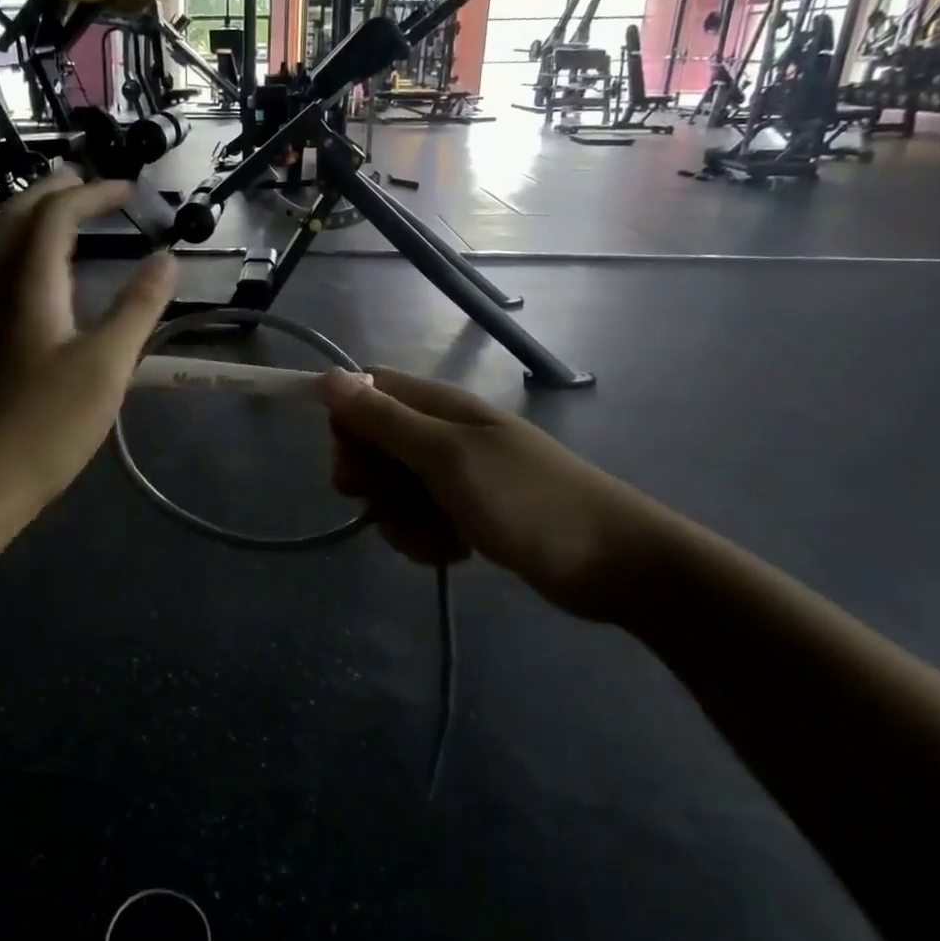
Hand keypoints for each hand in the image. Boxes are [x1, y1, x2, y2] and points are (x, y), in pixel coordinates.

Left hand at [0, 174, 176, 508]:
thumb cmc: (47, 425)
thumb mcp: (107, 366)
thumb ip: (138, 308)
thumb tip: (167, 259)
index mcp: (27, 284)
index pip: (55, 215)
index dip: (91, 194)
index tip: (128, 190)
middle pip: (14, 217)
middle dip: (51, 191)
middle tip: (85, 183)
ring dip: (28, 217)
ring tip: (59, 216)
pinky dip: (13, 250)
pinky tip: (26, 275)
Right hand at [316, 367, 667, 612]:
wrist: (612, 563)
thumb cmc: (527, 500)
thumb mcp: (446, 458)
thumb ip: (384, 421)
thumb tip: (327, 377)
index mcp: (437, 407)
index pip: (366, 393)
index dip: (348, 423)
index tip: (354, 459)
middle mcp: (440, 434)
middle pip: (372, 446)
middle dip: (371, 481)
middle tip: (393, 499)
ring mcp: (453, 475)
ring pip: (391, 491)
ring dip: (401, 519)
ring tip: (440, 536)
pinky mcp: (464, 512)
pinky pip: (417, 520)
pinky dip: (426, 538)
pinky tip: (455, 550)